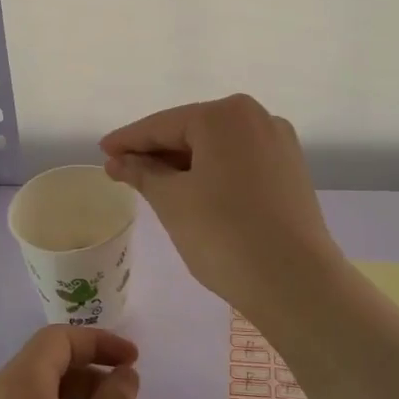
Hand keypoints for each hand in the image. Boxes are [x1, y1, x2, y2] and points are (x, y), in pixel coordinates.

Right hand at [101, 93, 341, 311]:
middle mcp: (256, 118)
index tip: (102, 150)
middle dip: (157, 151)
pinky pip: (239, 162)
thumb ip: (142, 173)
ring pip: (217, 147)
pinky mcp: (290, 171)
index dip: (128, 140)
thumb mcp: (172, 201)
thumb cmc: (225, 235)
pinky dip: (211, 172)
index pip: (163, 125)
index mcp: (225, 115)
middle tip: (122, 169)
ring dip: (184, 163)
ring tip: (151, 183)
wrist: (296, 283)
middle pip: (192, 130)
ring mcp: (279, 143)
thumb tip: (118, 160)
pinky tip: (191, 190)